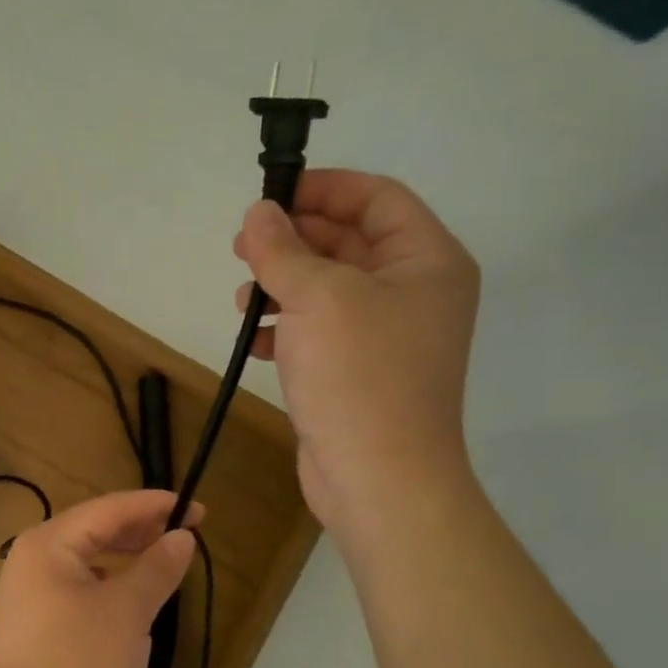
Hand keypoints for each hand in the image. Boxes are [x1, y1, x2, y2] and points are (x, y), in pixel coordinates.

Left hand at [0, 490, 198, 667]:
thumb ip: (156, 569)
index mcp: (49, 543)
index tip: (199, 510)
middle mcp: (33, 559)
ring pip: (88, 562)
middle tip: (189, 535)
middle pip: (95, 530)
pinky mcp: (36, 625)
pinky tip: (134, 602)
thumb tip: (181, 536)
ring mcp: (30, 593)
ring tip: (166, 563)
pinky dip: (110, 586)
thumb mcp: (126, 613)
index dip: (156, 505)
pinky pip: (80, 589)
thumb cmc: (75, 666)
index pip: (110, 509)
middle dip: (142, 530)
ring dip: (127, 559)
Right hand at [233, 171, 479, 539]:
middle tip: (242, 245)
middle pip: (349, 242)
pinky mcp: (358, 371)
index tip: (271, 196)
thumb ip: (282, 249)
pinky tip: (255, 337)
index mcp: (426, 260)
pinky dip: (286, 327)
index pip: (377, 198)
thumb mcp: (317, 296)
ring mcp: (386, 335)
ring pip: (328, 288)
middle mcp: (412, 291)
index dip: (324, 188)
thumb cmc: (359, 374)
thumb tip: (258, 213)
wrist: (379, 478)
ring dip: (283, 284)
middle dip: (293, 240)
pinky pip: (319, 330)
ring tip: (244, 296)